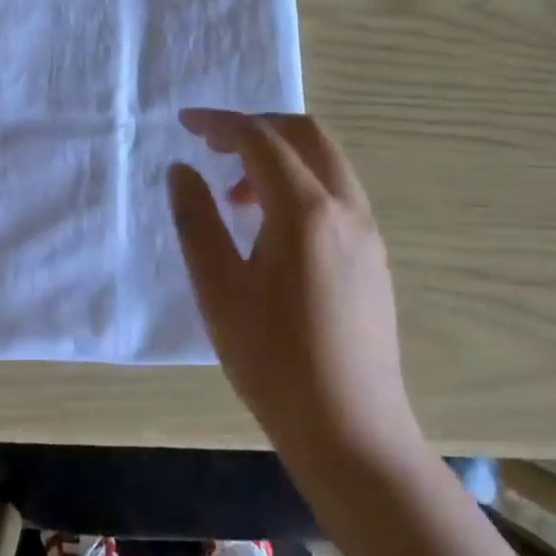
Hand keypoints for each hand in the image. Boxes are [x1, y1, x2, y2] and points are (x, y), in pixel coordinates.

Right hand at [167, 110, 418, 469]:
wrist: (351, 432)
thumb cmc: (273, 360)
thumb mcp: (217, 288)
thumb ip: (196, 219)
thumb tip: (182, 170)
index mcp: (305, 210)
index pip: (260, 139)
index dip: (220, 123)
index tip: (184, 123)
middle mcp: (345, 208)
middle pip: (305, 134)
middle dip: (256, 127)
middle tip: (213, 144)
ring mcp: (367, 232)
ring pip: (325, 162)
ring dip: (279, 157)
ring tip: (234, 196)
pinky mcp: (374, 257)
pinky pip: (336, 192)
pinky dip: (299, 183)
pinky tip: (269, 228)